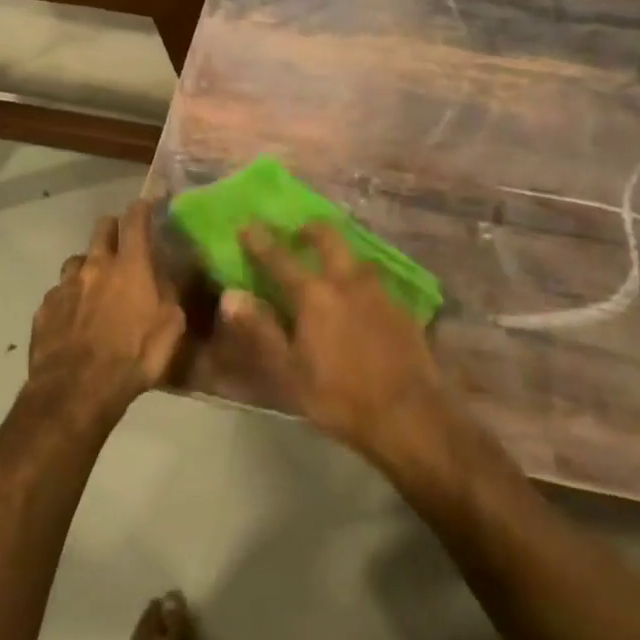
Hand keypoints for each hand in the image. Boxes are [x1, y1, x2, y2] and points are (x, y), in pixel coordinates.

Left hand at [27, 202, 185, 419]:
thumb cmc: (134, 357)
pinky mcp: (44, 309)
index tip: (147, 205)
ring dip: (89, 266)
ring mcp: (65, 286)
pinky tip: (74, 318)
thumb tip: (165, 277)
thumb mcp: (171, 327)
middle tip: (122, 243)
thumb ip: (169, 294)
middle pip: (101, 228)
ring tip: (95, 286)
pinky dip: (69, 298)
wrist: (77, 390)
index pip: (136, 220)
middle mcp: (95, 266)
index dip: (142, 208)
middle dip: (113, 229)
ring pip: (77, 260)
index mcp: (131, 266)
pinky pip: (59, 293)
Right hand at [220, 223, 449, 459]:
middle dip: (310, 230)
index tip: (247, 224)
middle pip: (328, 239)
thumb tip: (231, 295)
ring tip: (330, 263)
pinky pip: (376, 280)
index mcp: (314, 295)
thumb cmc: (339, 397)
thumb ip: (260, 330)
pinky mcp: (402, 309)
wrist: (409, 415)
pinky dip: (360, 278)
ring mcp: (379, 292)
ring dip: (339, 251)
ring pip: (356, 257)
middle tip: (298, 233)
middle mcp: (347, 282)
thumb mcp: (289, 372)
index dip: (260, 241)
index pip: (280, 258)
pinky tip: (360, 297)